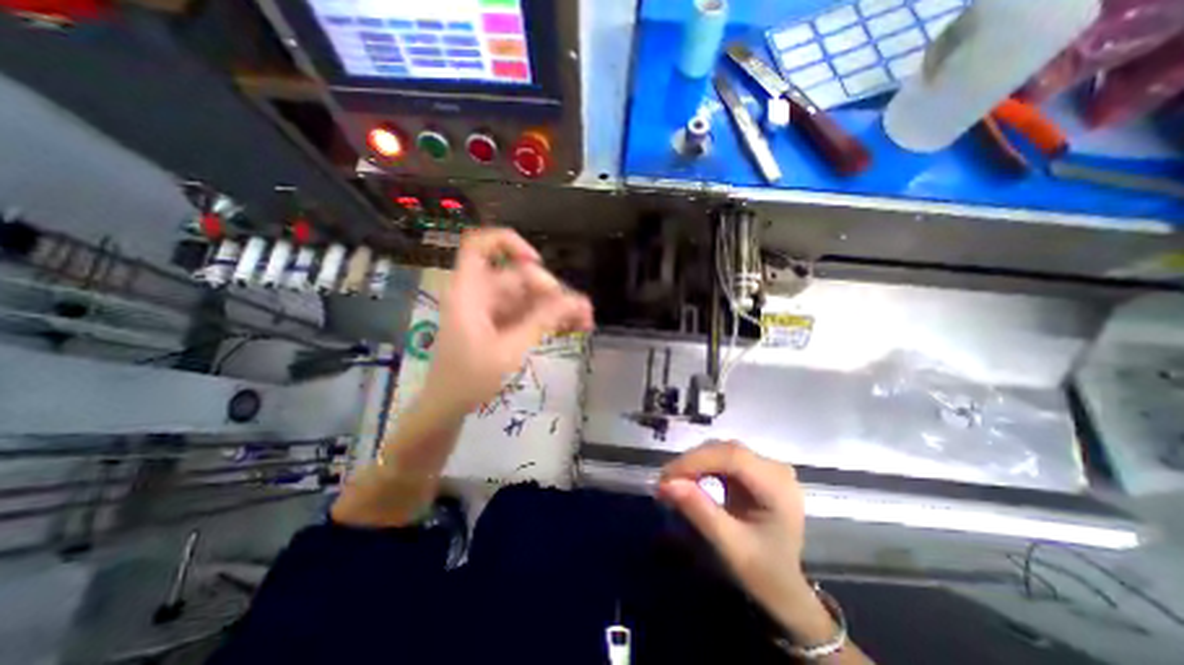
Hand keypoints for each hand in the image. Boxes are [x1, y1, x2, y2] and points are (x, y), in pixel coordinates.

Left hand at [422, 230, 592, 414]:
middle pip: (520, 276)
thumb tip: (576, 300)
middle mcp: (480, 293)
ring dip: (557, 307)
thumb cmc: (469, 379)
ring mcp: (490, 309)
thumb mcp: (509, 349)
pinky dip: (548, 319)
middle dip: (554, 292)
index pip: (480, 245)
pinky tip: (571, 328)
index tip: (538, 262)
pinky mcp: (499, 324)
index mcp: (470, 291)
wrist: (448, 407)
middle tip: (583, 312)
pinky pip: (528, 312)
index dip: (510, 244)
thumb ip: (542, 321)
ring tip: (585, 322)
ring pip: (529, 296)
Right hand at [657, 442, 825, 632]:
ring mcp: (766, 467)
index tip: (667, 476)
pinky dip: (702, 467)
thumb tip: (666, 483)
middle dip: (692, 461)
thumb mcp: (731, 547)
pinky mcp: (755, 470)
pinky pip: (722, 459)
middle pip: (726, 450)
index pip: (733, 457)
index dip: (696, 460)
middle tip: (664, 480)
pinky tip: (690, 479)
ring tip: (672, 480)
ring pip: (721, 450)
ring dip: (694, 462)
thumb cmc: (763, 573)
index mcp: (778, 486)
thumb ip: (700, 511)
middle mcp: (775, 468)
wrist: (785, 589)